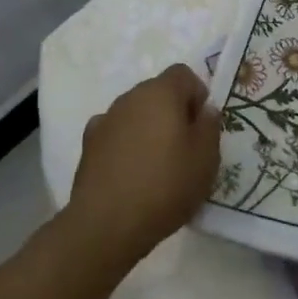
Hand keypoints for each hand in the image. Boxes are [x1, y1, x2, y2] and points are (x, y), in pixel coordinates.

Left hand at [65, 64, 220, 269]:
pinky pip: (115, 134)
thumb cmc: (165, 185)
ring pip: (135, 113)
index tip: (201, 126)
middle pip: (158, 91)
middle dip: (173, 111)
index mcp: (161, 92)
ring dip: (148, 128)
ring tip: (157, 164)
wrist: (106, 225)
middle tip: (184, 147)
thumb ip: (210, 126)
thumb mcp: (206, 158)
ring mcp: (105, 120)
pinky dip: (125, 144)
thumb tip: (204, 110)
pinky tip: (130, 172)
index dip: (197, 94)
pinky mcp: (87, 146)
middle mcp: (130, 97)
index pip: (183, 73)